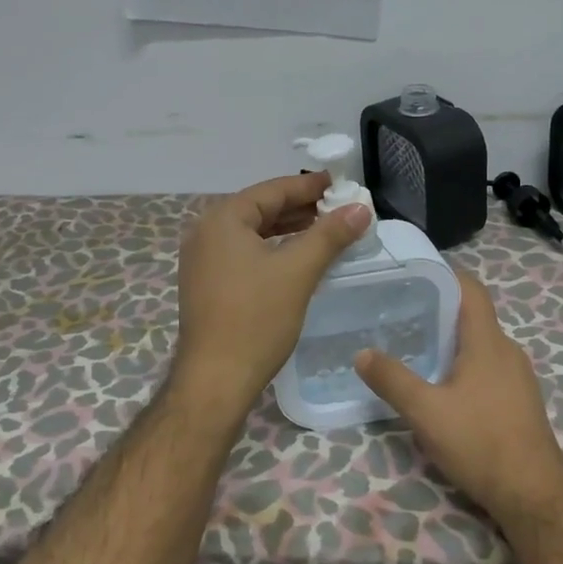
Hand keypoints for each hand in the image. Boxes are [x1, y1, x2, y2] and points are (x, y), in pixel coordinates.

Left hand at [173, 172, 371, 416]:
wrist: (214, 380)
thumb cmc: (255, 319)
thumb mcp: (298, 271)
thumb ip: (330, 235)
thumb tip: (360, 208)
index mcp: (222, 219)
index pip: (272, 190)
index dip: (309, 185)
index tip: (340, 183)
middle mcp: (206, 232)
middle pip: (260, 209)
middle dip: (300, 208)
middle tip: (338, 208)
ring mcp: (202, 260)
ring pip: (252, 233)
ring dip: (287, 230)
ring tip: (324, 230)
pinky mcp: (206, 284)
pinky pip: (243, 253)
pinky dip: (271, 250)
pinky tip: (296, 259)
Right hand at [355, 273, 562, 521]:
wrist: (534, 496)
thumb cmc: (480, 443)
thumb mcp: (426, 412)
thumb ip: (392, 379)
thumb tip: (362, 353)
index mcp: (488, 341)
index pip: (470, 288)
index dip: (443, 275)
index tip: (410, 276)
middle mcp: (507, 350)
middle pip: (473, 316)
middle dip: (438, 311)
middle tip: (399, 315)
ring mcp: (518, 376)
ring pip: (480, 344)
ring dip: (450, 342)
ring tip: (414, 349)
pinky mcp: (520, 400)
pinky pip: (488, 367)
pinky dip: (464, 365)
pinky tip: (442, 387)